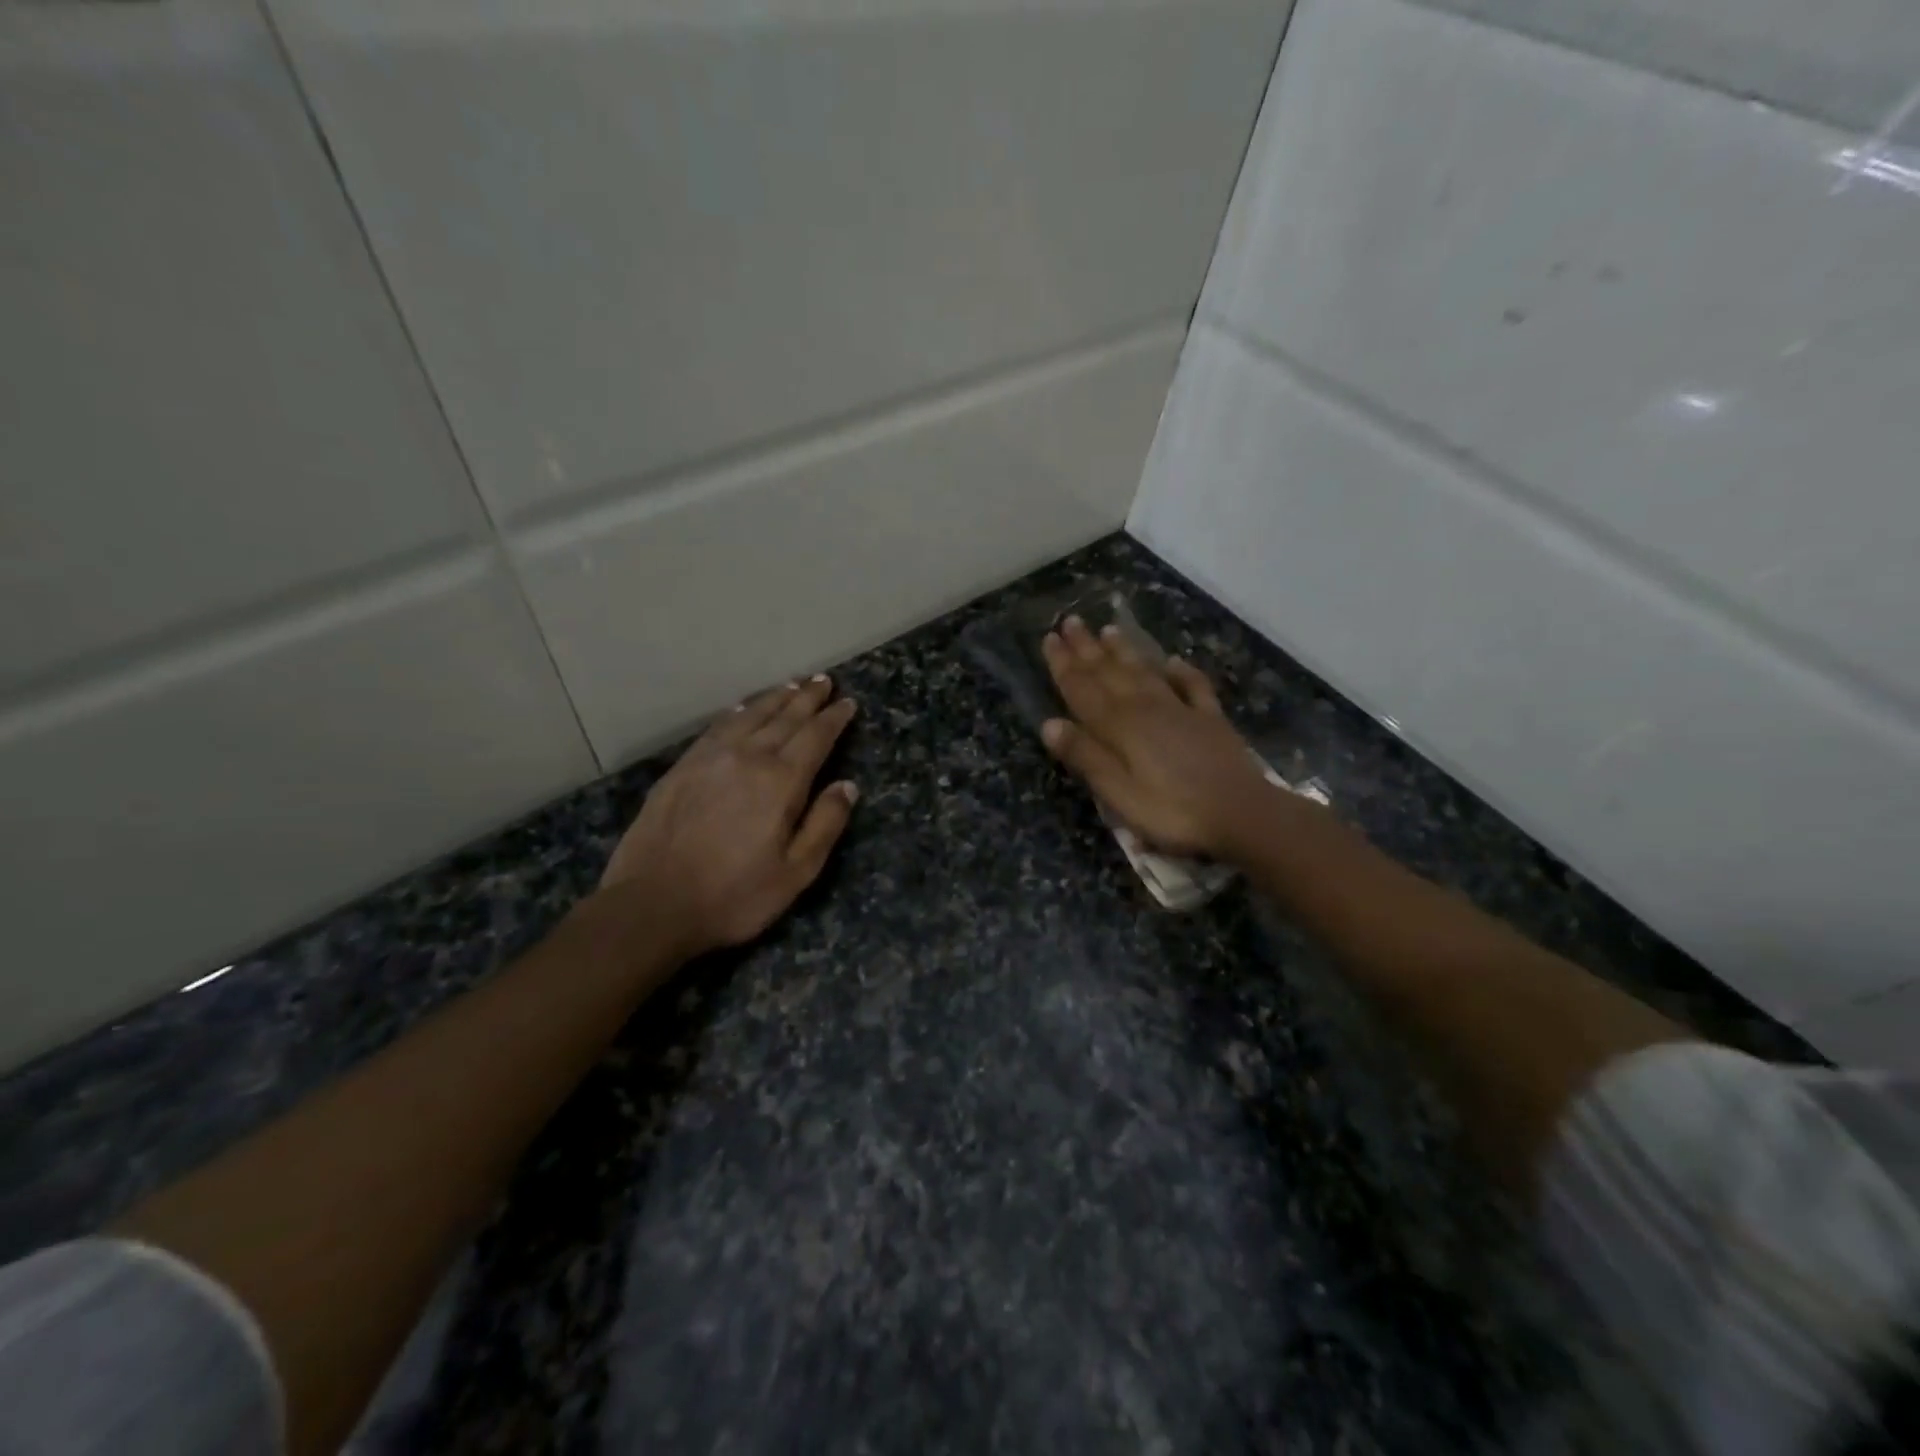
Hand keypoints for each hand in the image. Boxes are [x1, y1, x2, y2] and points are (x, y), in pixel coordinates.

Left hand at [600, 676, 859, 956]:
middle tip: (824, 680)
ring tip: (793, 684)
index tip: (847, 703)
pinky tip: (743, 709)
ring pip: (750, 716)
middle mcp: (748, 757)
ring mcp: (710, 758)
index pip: (815, 737)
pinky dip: (738, 712)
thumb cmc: (734, 895)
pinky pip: (718, 727)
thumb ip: (825, 824)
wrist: (653, 904)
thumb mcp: (796, 872)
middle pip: (785, 717)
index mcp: (781, 782)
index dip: (834, 718)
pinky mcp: (682, 767)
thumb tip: (848, 785)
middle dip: (808, 697)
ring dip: (775, 698)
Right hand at [1040, 618, 1271, 857]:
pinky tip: (1174, 661)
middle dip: (1088, 648)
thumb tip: (1049, 724)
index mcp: (1120, 727)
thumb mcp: (1119, 794)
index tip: (1049, 638)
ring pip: (1146, 673)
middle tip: (1071, 621)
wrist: (1243, 814)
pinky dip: (1182, 672)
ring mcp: (1182, 710)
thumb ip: (1086, 757)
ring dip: (1125, 651)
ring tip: (1109, 630)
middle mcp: (1147, 709)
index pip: (1083, 690)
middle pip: (1111, 673)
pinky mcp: (1210, 720)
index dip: (1064, 665)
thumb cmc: (1173, 812)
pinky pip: (1193, 687)